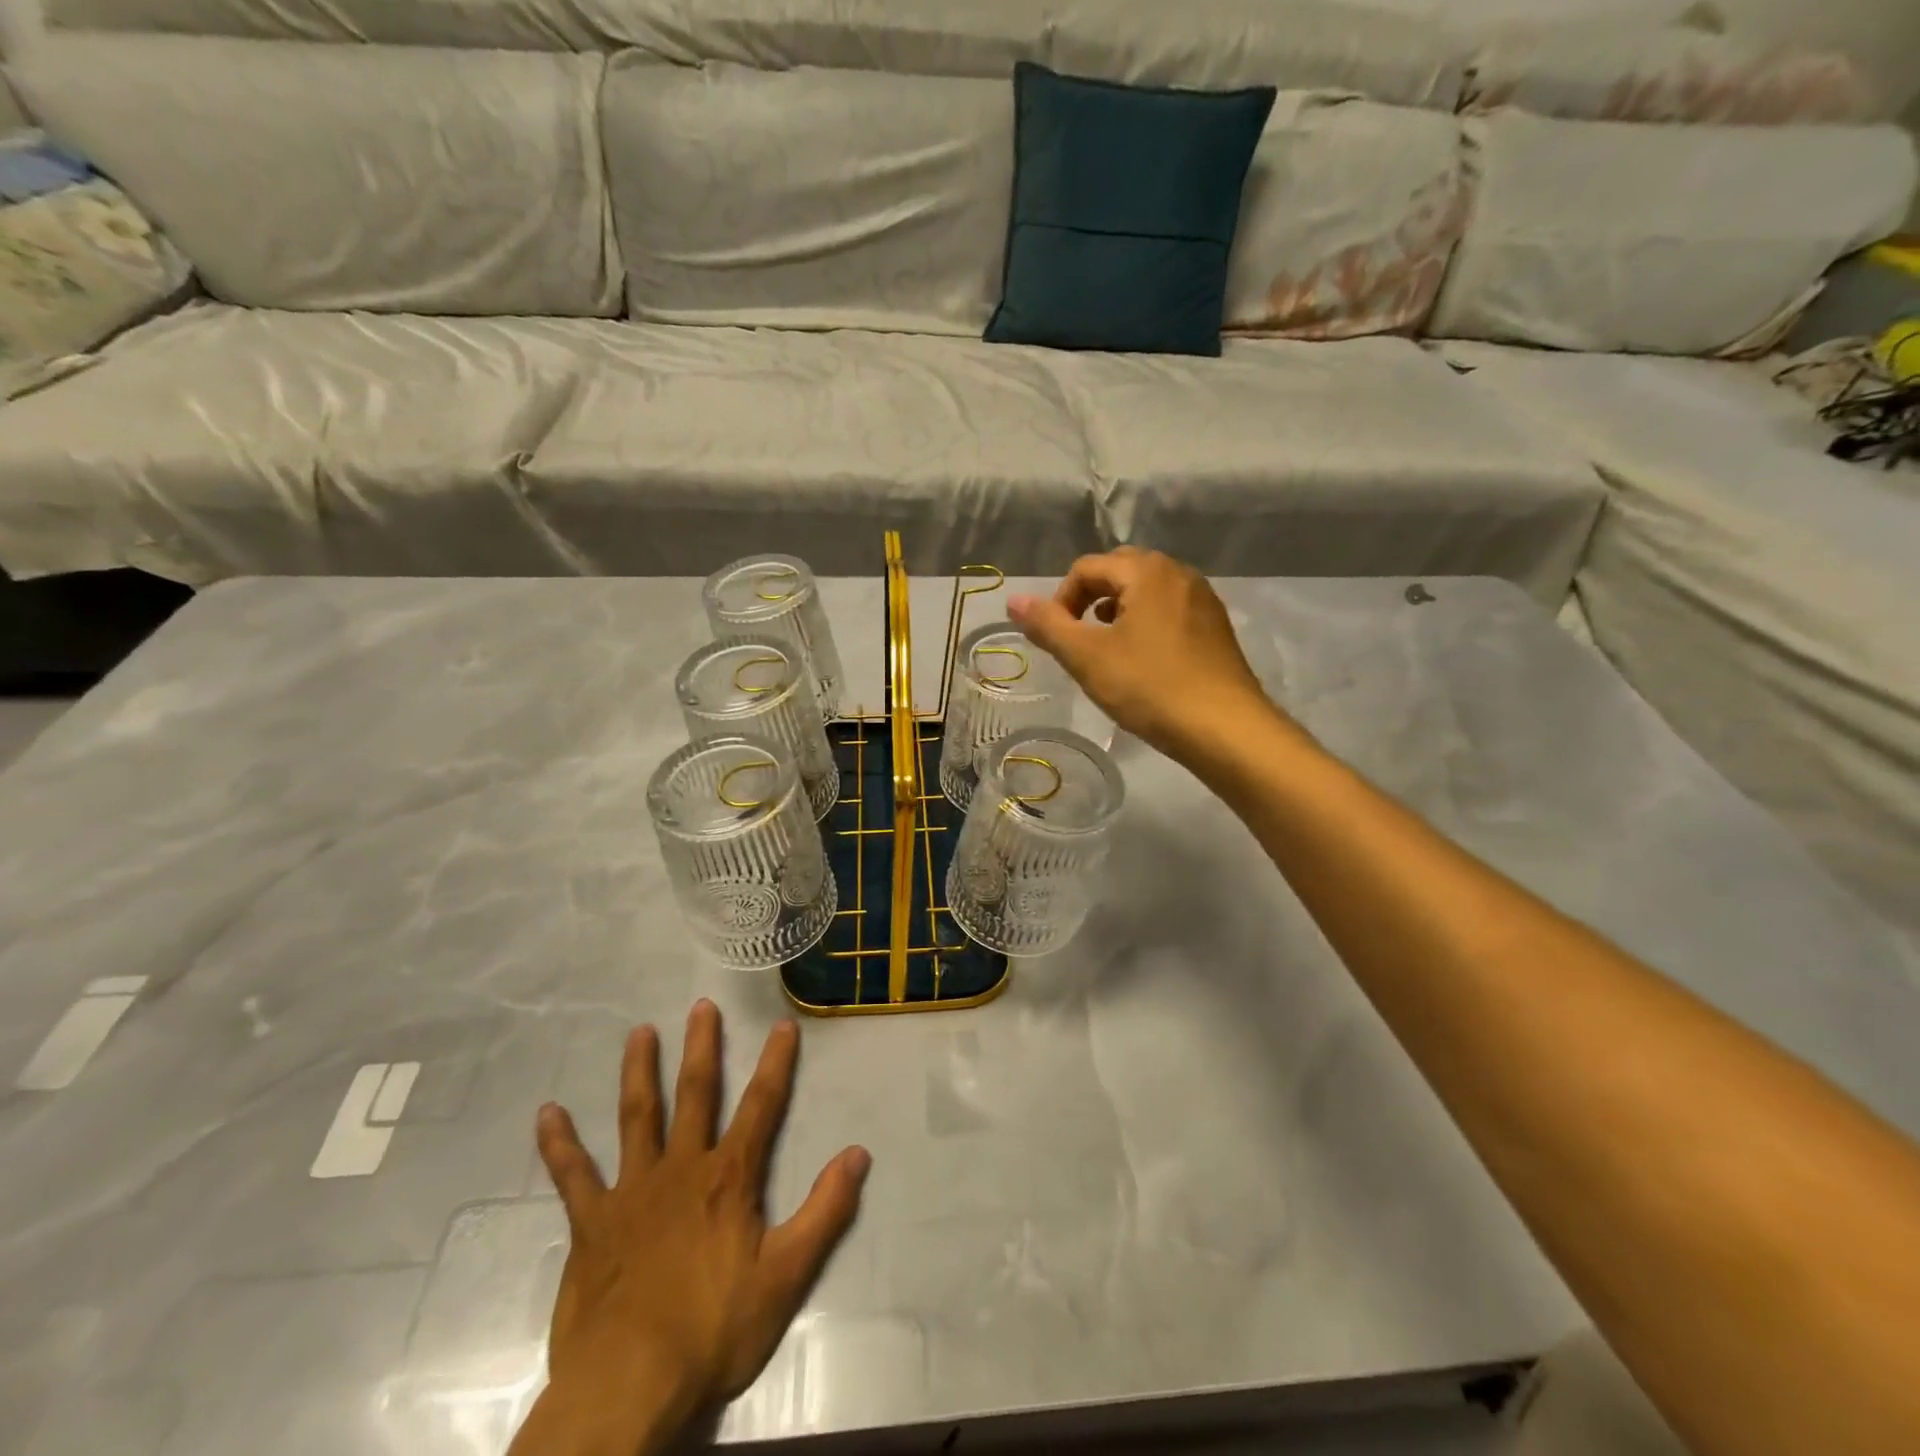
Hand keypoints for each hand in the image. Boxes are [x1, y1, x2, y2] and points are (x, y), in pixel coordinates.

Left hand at [510, 1001, 870, 1455]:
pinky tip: (547, 1113)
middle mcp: (681, 1168)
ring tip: (639, 1032)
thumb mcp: (787, 1275)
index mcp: (728, 1178)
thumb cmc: (713, 1329)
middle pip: (695, 1094)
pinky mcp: (592, 1223)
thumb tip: (858, 1154)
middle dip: (701, 1048)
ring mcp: (632, 1192)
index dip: (775, 1064)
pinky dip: (560, 1144)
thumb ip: (826, 1211)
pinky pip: (573, 1176)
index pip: (761, 1106)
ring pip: (636, 1117)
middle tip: (701, 1005)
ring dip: (639, 1072)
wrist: (628, 1385)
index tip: (781, 1025)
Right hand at [1008, 548, 1280, 760]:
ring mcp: (1203, 600)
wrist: (1224, 728)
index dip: (1061, 599)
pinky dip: (1147, 624)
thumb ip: (1048, 625)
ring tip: (1109, 651)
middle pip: (1121, 571)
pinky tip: (1145, 663)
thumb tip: (1013, 600)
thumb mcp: (1087, 657)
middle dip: (1091, 599)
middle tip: (1080, 639)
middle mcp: (1178, 574)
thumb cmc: (1149, 687)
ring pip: (1148, 591)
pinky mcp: (1216, 628)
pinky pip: (1171, 611)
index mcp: (1146, 572)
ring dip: (1119, 611)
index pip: (1088, 568)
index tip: (1056, 639)